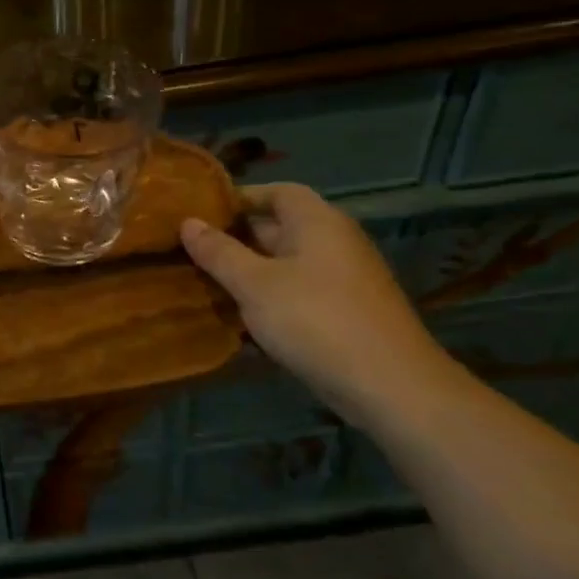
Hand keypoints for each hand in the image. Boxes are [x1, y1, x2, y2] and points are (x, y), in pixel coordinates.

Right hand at [181, 183, 454, 418]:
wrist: (390, 386)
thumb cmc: (315, 320)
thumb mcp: (255, 284)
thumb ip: (219, 252)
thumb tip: (188, 222)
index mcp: (317, 221)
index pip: (277, 192)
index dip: (240, 199)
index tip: (202, 214)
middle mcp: (335, 242)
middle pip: (280, 228)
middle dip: (237, 239)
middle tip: (193, 251)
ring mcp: (344, 279)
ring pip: (287, 264)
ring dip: (250, 273)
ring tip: (207, 284)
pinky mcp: (347, 313)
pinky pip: (299, 293)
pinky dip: (271, 299)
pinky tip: (242, 320)